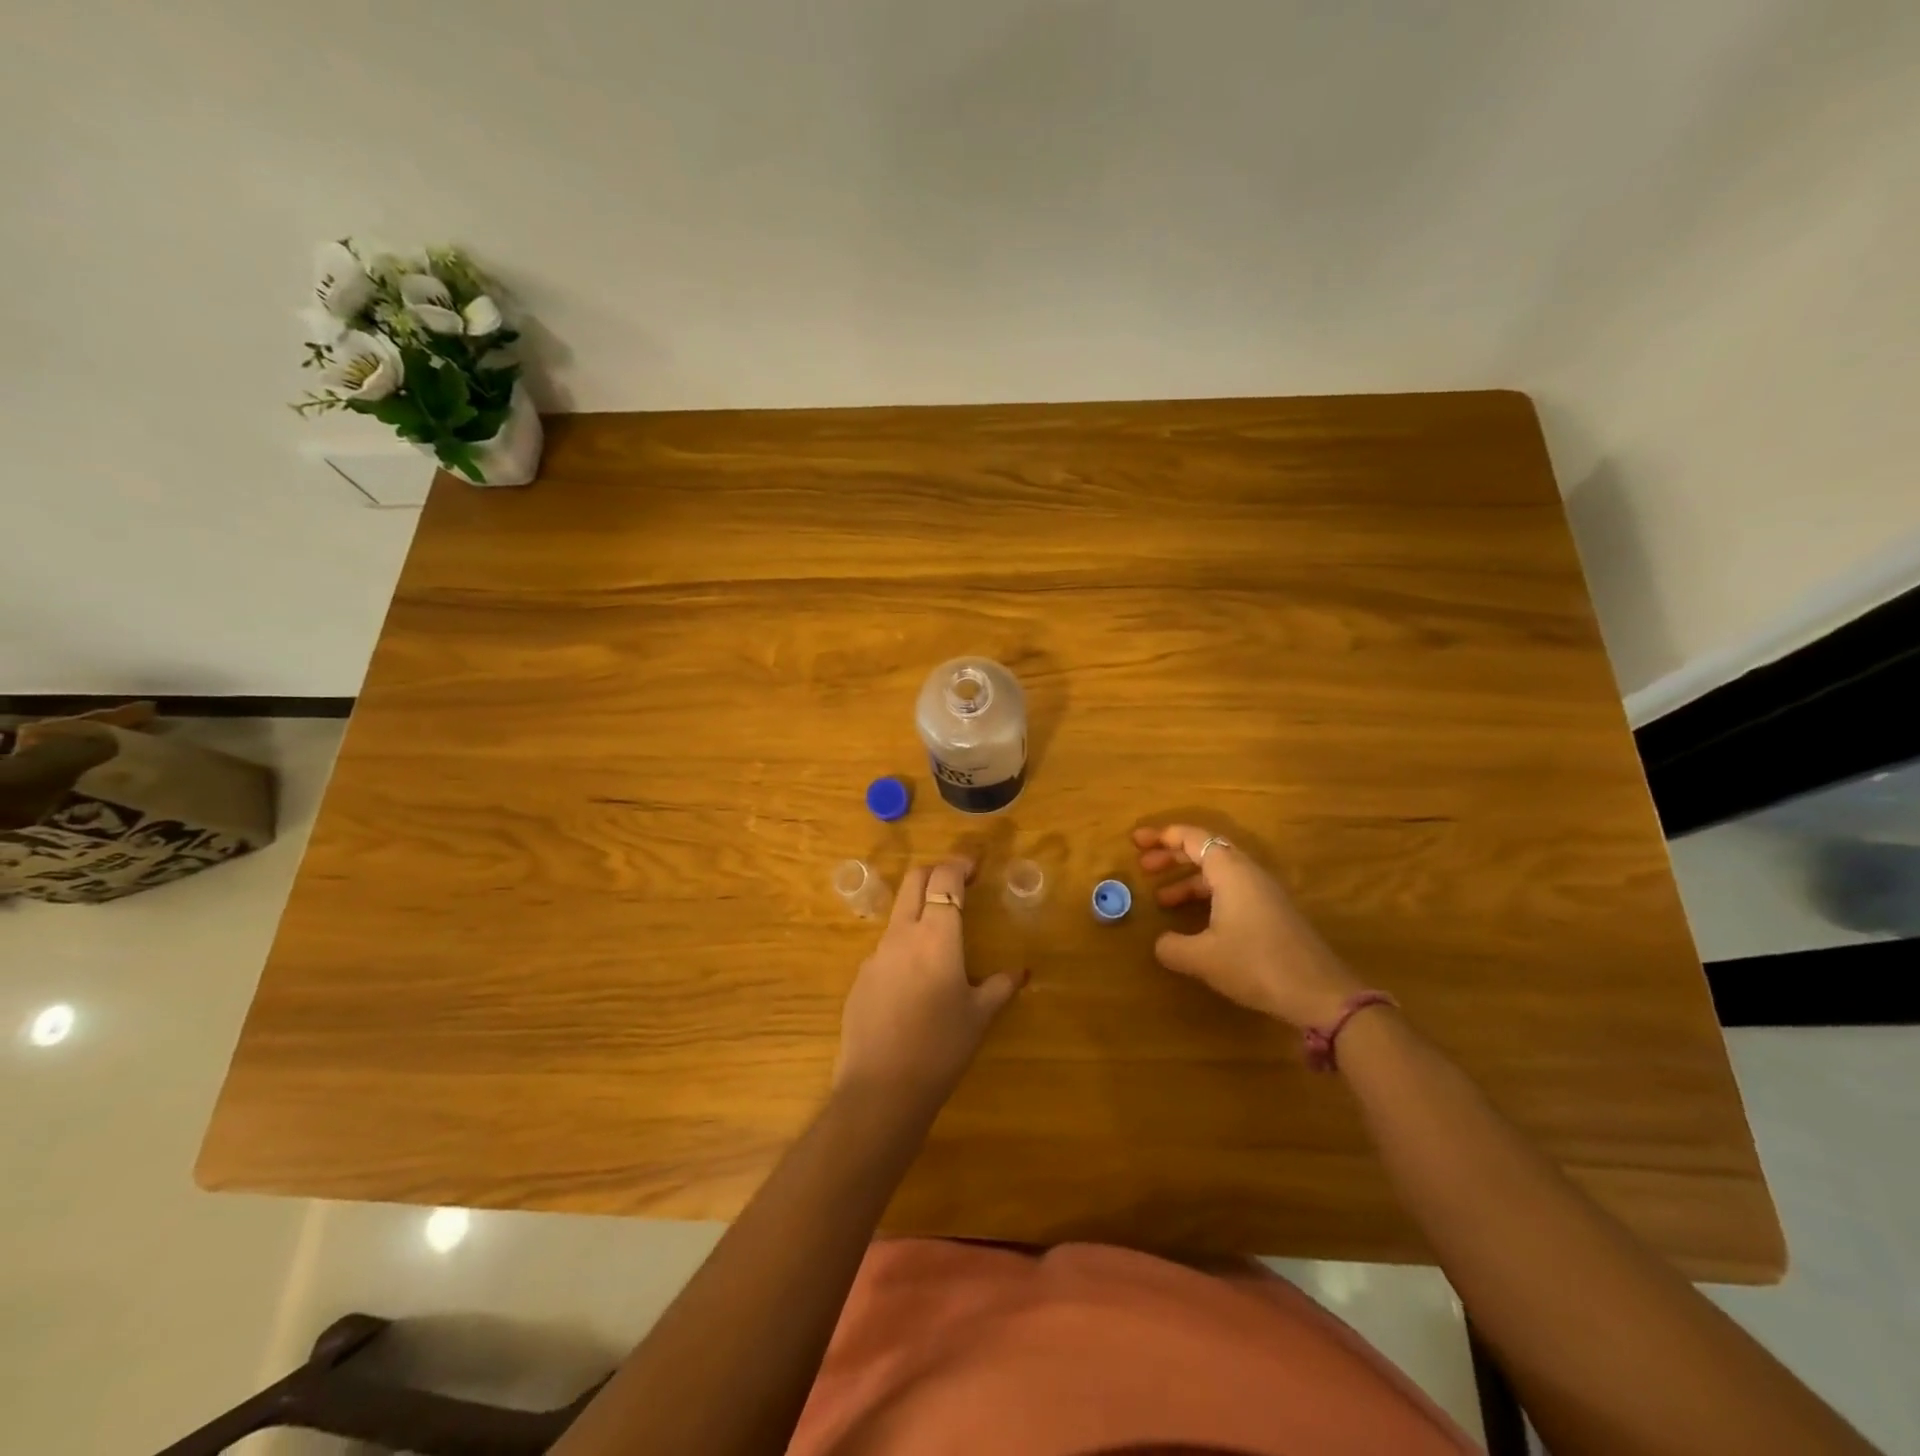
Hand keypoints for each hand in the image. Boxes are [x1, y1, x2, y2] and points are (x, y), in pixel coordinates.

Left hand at [835, 857, 1025, 1112]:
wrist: (881, 1089)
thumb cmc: (941, 1048)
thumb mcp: (979, 1017)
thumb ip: (999, 987)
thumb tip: (1021, 972)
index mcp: (935, 935)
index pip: (944, 879)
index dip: (959, 865)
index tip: (974, 866)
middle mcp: (902, 935)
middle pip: (914, 881)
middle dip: (936, 872)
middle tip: (957, 882)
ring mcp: (876, 955)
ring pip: (898, 914)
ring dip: (919, 909)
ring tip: (941, 935)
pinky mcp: (861, 978)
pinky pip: (886, 948)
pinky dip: (905, 945)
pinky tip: (916, 980)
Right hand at [1132, 824, 1361, 1028]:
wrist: (1320, 994)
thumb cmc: (1257, 964)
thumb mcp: (1204, 958)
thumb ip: (1173, 947)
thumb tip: (1160, 943)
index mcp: (1231, 872)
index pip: (1192, 838)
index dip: (1162, 837)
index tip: (1136, 842)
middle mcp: (1248, 873)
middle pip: (1206, 851)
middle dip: (1172, 857)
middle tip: (1143, 867)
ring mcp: (1264, 893)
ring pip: (1219, 874)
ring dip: (1188, 880)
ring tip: (1162, 900)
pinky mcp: (1272, 914)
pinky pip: (1231, 891)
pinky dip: (1206, 896)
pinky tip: (1195, 921)